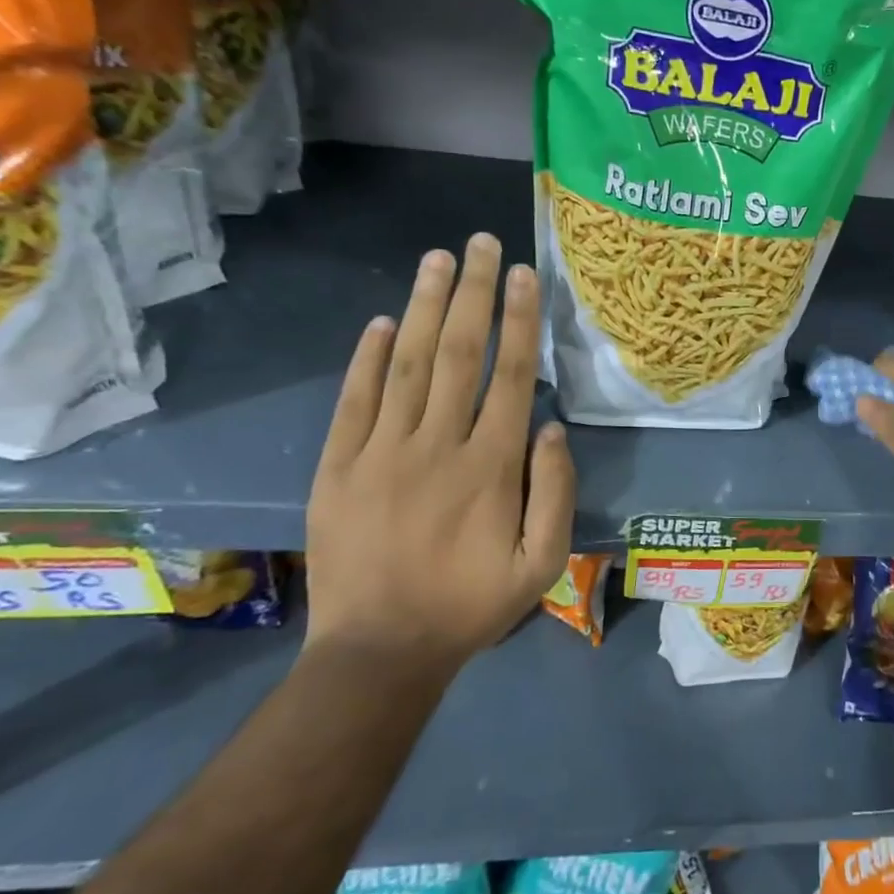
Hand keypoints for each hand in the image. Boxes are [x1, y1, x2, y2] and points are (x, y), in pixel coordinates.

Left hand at [305, 236, 574, 673]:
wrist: (379, 651)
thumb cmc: (472, 605)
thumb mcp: (542, 563)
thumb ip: (556, 493)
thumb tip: (553, 427)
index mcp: (491, 467)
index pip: (510, 375)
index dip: (520, 320)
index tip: (525, 274)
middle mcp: (437, 445)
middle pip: (459, 353)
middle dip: (474, 292)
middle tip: (481, 243)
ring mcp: (381, 452)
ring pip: (409, 364)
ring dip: (426, 307)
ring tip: (438, 259)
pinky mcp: (338, 467)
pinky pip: (355, 400)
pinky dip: (368, 357)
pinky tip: (384, 321)